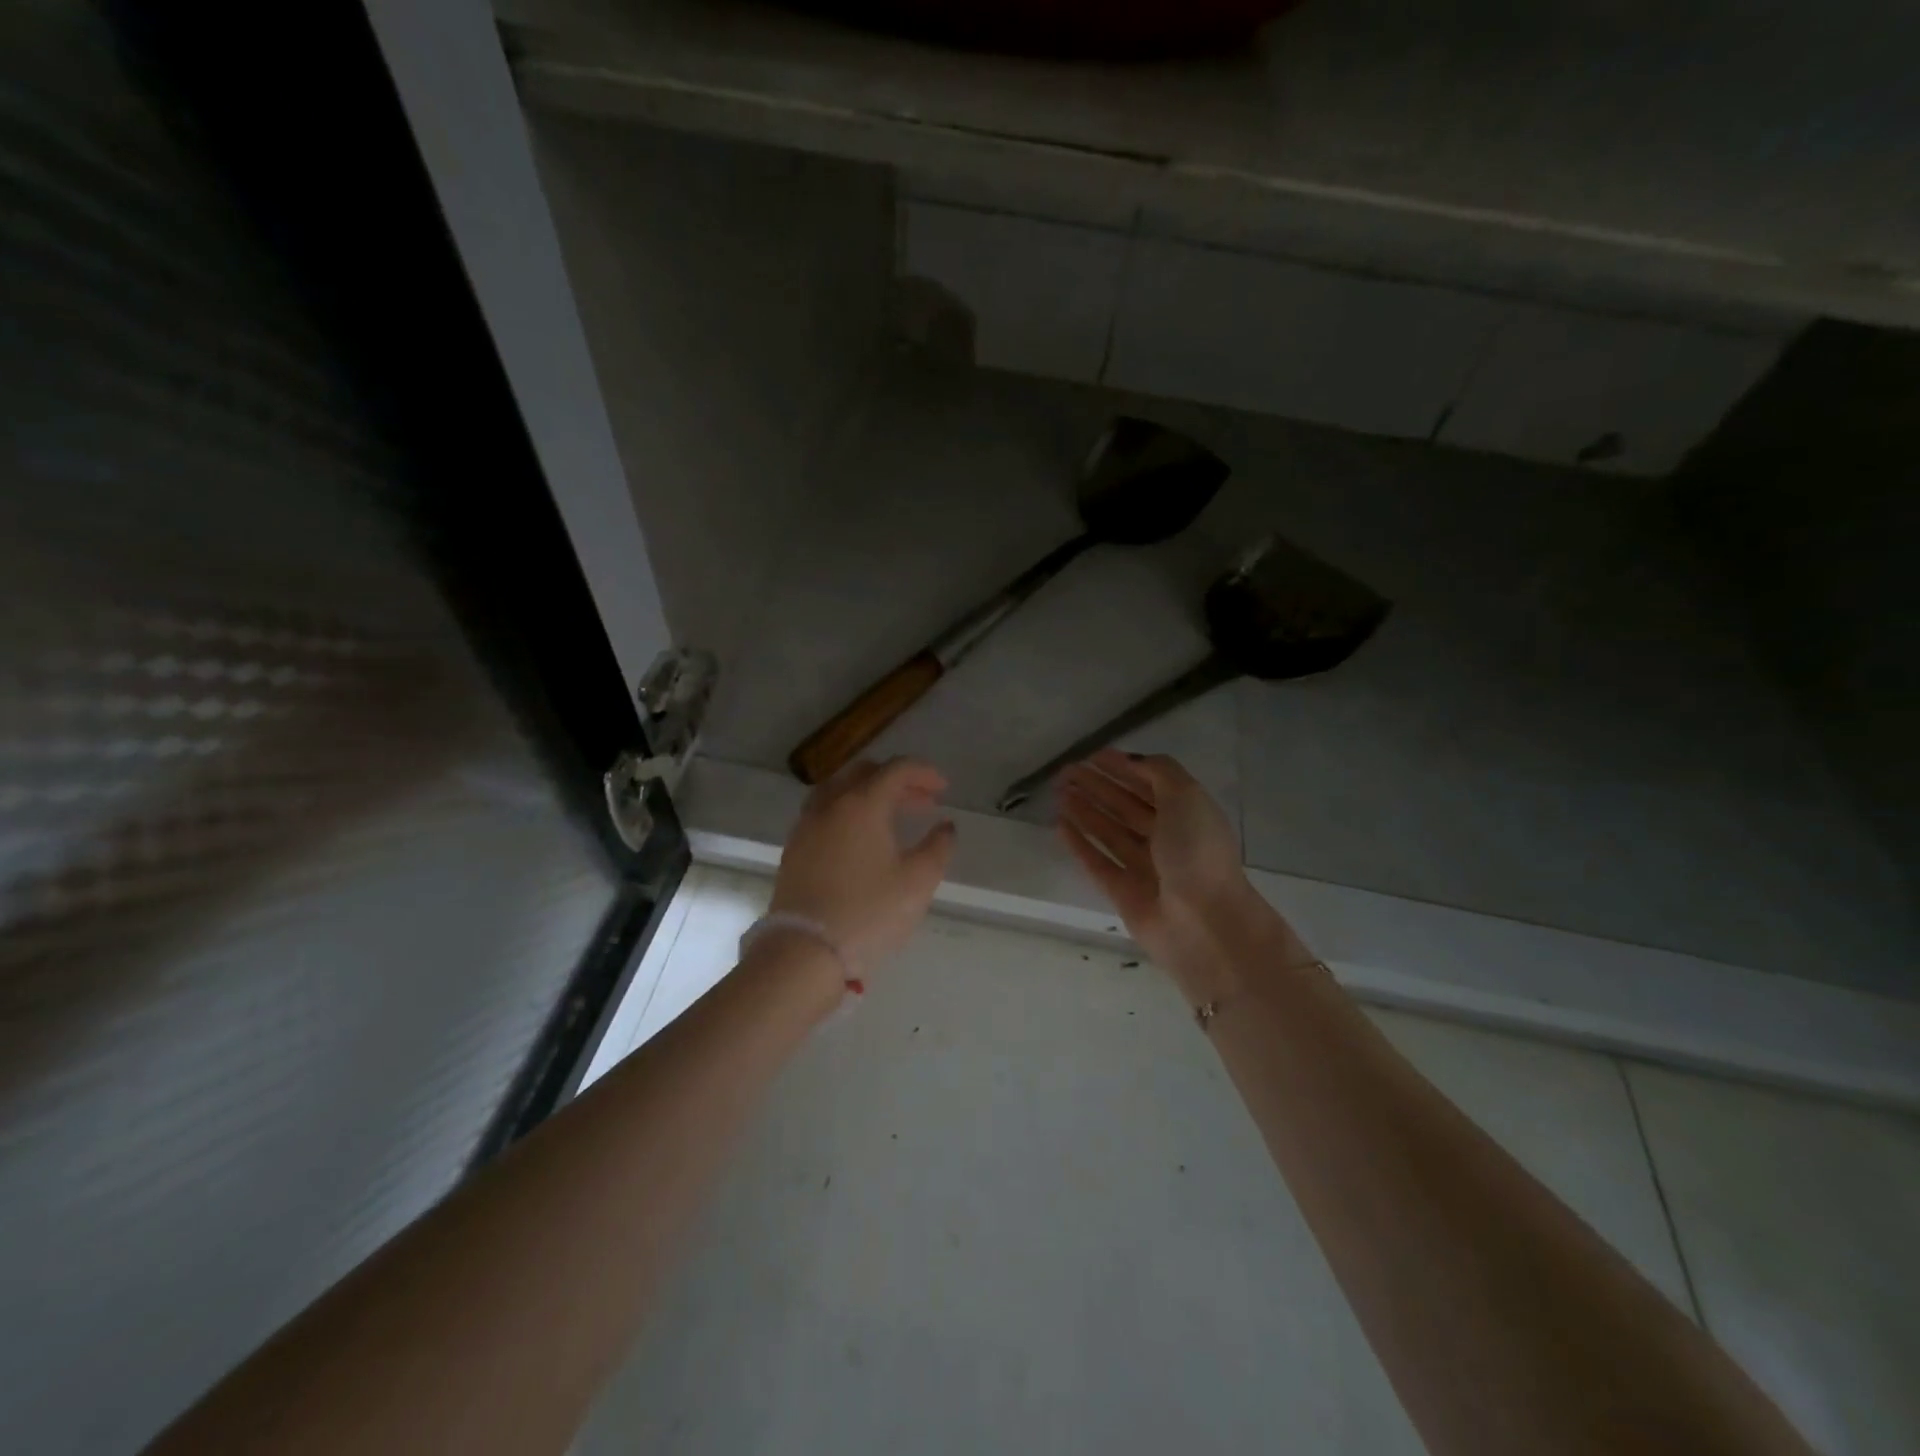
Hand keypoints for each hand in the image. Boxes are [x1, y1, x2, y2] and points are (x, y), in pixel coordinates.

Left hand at [770, 757, 956, 978]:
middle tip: (922, 801)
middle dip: (897, 781)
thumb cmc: (868, 913)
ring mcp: (807, 825)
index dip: (924, 773)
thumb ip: (938, 848)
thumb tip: (945, 827)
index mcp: (863, 803)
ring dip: (869, 794)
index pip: (896, 769)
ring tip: (891, 817)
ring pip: (839, 790)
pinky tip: (860, 839)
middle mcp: (831, 804)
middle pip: (865, 773)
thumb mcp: (917, 882)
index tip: (943, 789)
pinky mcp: (794, 848)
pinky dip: (847, 811)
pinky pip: (824, 812)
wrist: (804, 951)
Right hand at [1057, 750, 1298, 1002]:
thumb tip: (1131, 760)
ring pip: (1109, 831)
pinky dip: (1079, 843)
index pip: (1150, 783)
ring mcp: (1144, 867)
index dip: (1123, 767)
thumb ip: (1159, 771)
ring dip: (1085, 810)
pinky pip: (1097, 861)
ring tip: (1060, 793)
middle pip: (1126, 806)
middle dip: (1098, 786)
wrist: (1204, 924)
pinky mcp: (1123, 893)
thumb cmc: (1197, 852)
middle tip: (1066, 772)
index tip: (1092, 755)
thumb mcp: (1186, 797)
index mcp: (1187, 814)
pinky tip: (1060, 824)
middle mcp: (1167, 839)